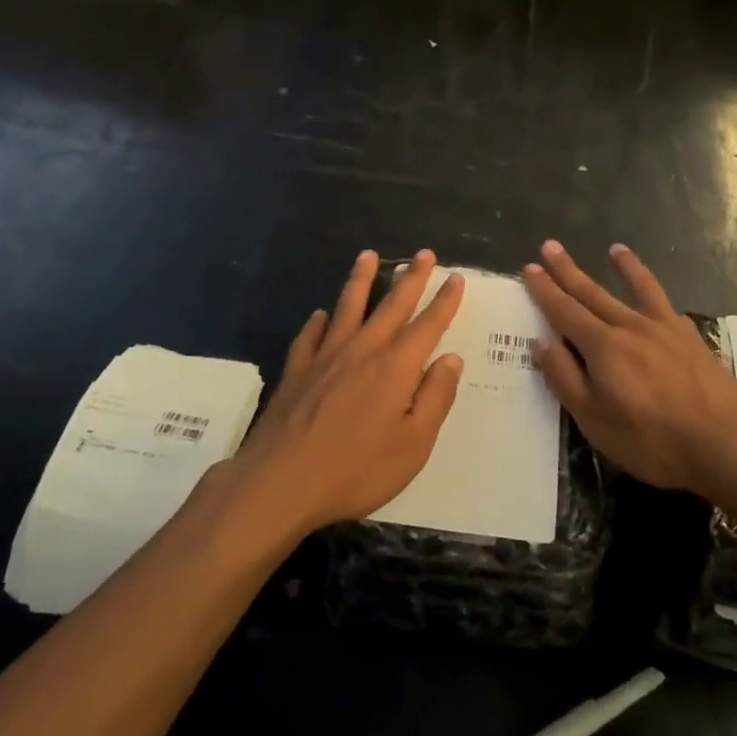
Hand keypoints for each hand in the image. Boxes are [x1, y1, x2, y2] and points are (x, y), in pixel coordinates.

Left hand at [232, 249, 465, 535]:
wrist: (280, 482)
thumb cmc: (356, 470)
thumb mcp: (413, 445)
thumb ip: (435, 398)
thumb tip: (451, 359)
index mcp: (395, 368)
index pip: (427, 325)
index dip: (444, 301)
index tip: (455, 277)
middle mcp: (362, 351)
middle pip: (391, 305)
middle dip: (411, 278)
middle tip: (423, 253)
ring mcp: (325, 357)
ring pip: (347, 307)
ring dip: (361, 279)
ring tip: (368, 255)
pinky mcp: (296, 371)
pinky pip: (310, 335)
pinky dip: (318, 322)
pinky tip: (320, 315)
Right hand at [523, 240, 736, 494]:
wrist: (726, 441)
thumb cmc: (652, 439)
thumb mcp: (594, 419)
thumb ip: (565, 378)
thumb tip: (542, 342)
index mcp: (602, 347)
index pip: (564, 311)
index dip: (545, 291)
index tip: (530, 268)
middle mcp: (630, 327)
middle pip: (593, 293)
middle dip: (568, 271)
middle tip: (551, 246)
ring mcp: (665, 330)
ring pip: (638, 290)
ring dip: (624, 268)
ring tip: (614, 248)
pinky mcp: (692, 340)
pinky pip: (668, 308)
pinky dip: (660, 298)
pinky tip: (659, 300)